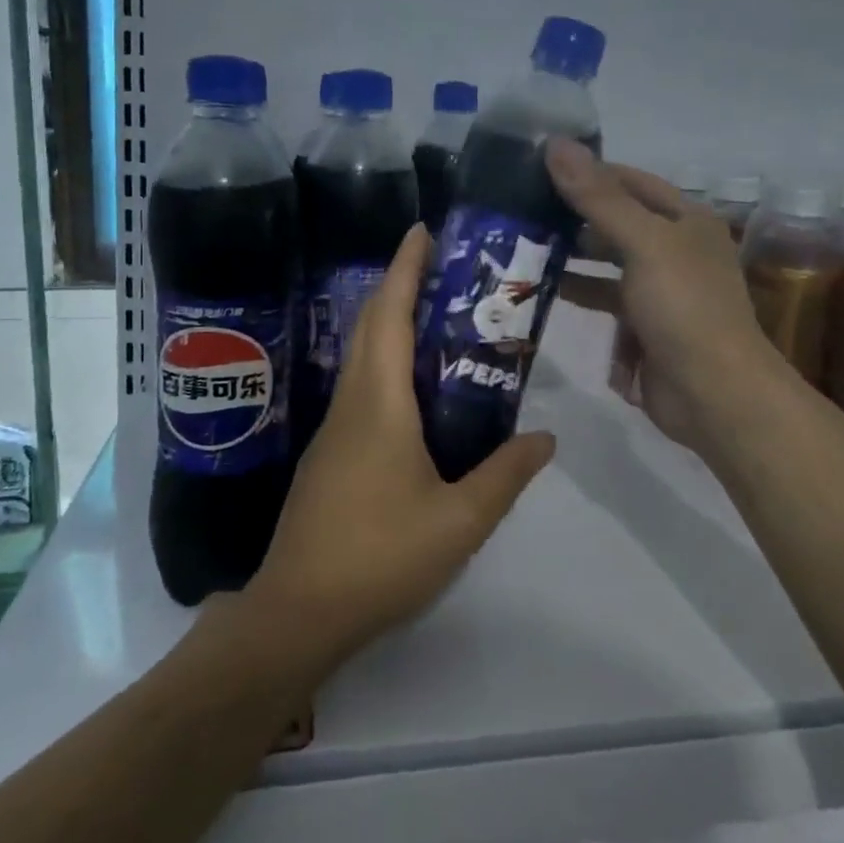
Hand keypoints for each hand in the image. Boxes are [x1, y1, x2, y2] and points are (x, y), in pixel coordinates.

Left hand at [246, 225, 556, 665]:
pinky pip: (362, 387)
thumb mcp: (459, 521)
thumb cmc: (380, 557)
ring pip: (363, 356)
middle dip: (400, 285)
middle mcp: (352, 402)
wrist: (298, 613)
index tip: (422, 230)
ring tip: (441, 319)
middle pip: (371, 325)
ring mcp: (335, 429)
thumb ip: (505, 474)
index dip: (405, 267)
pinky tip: (418, 390)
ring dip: (392, 323)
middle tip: (445, 268)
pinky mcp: (330, 454)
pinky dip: (388, 363)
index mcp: (380, 403)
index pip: (390, 315)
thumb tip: (545, 438)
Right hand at [547, 139, 779, 452]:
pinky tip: (543, 291)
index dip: (589, 172)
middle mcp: (674, 249)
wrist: (714, 393)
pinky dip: (579, 294)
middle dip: (573, 217)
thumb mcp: (643, 243)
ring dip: (571, 257)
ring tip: (522, 247)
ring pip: (607, 263)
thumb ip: (598, 197)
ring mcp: (659, 289)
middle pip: (616, 221)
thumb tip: (556, 144)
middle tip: (519, 210)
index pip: (630, 181)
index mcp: (685, 220)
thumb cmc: (683, 307)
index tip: (538, 169)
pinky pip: (606, 300)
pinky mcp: (644, 326)